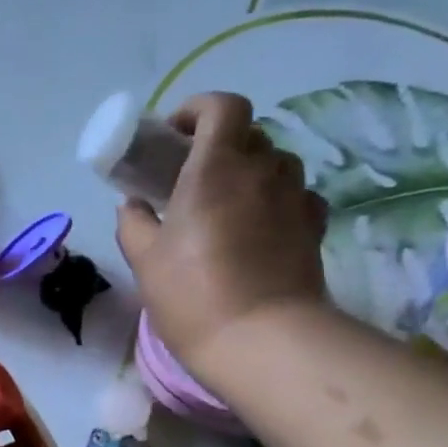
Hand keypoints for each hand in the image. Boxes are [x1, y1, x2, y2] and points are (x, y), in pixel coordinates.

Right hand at [116, 91, 328, 378]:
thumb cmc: (191, 293)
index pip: (222, 107)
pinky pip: (294, 196)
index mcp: (216, 168)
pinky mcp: (313, 226)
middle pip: (248, 134)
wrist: (260, 339)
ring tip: (224, 205)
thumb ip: (133, 223)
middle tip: (191, 177)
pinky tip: (256, 228)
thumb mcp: (144, 259)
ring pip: (274, 164)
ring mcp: (295, 197)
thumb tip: (133, 205)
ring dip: (248, 172)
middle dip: (218, 145)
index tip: (173, 134)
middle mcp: (262, 171)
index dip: (197, 109)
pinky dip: (273, 200)